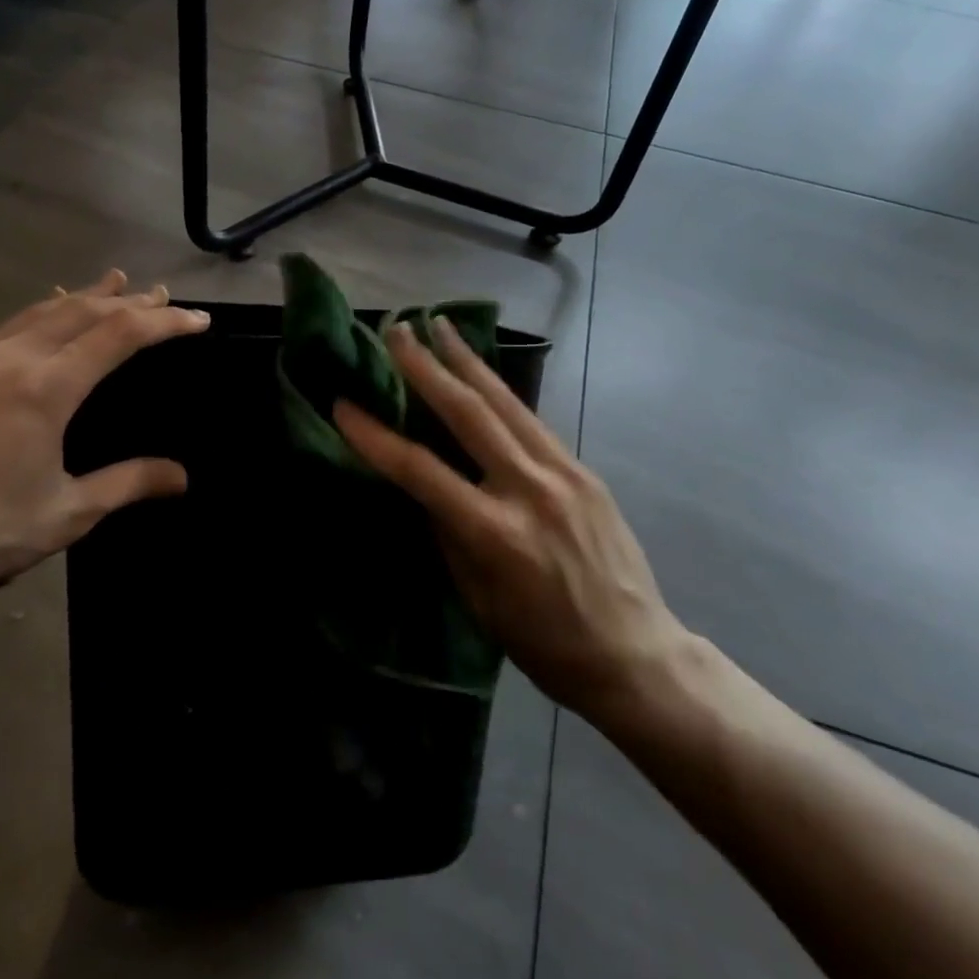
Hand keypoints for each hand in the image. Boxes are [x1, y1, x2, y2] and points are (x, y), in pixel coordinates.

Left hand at [0, 270, 209, 592]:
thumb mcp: (70, 511)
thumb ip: (129, 483)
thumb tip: (181, 476)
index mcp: (45, 388)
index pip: (118, 336)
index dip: (164, 324)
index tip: (198, 321)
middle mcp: (11, 358)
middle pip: (82, 311)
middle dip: (128, 302)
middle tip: (163, 296)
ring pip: (42, 310)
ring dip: (85, 296)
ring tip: (115, 282)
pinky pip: (9, 326)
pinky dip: (44, 312)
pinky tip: (49, 312)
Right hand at [334, 319, 692, 724]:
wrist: (635, 653)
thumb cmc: (544, 643)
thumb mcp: (478, 599)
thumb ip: (448, 534)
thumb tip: (423, 486)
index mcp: (495, 533)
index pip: (421, 471)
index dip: (376, 436)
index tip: (344, 405)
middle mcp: (530, 489)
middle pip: (468, 414)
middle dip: (427, 367)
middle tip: (398, 330)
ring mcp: (564, 473)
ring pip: (506, 403)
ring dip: (468, 361)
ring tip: (441, 325)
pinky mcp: (584, 470)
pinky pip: (532, 422)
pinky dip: (500, 392)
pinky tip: (482, 374)